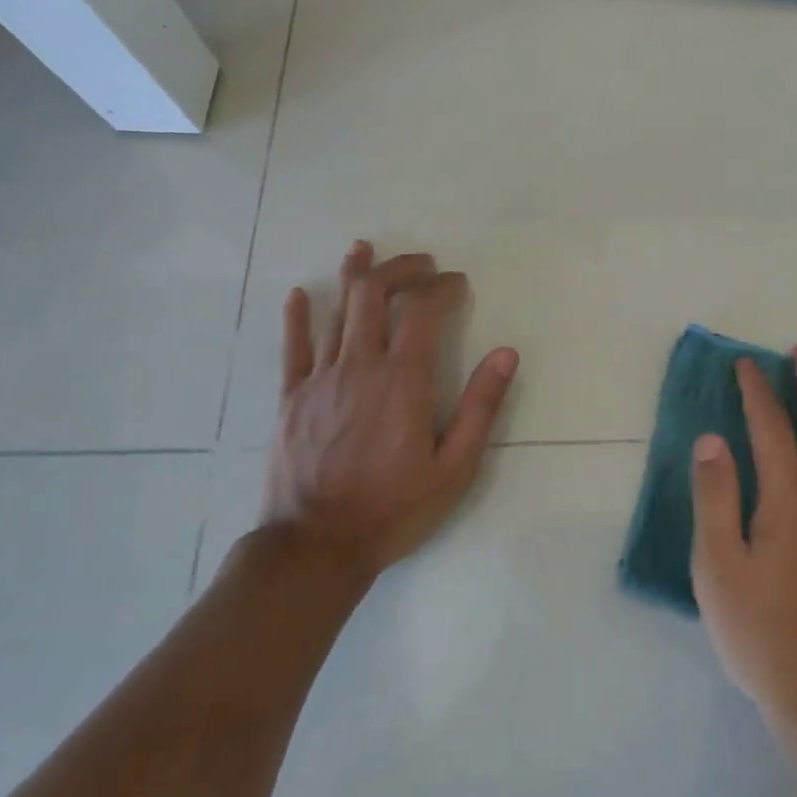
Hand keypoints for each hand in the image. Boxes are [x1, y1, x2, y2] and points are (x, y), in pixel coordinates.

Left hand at [261, 241, 518, 581]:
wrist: (315, 548)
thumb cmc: (392, 509)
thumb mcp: (454, 467)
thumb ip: (480, 407)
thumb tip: (506, 354)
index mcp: (402, 380)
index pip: (423, 311)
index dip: (443, 288)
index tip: (459, 283)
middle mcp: (359, 366)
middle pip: (373, 294)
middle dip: (400, 268)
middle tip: (422, 263)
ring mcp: (319, 379)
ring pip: (335, 310)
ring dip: (354, 275)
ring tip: (365, 249)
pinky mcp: (290, 397)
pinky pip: (293, 347)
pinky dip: (298, 316)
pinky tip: (300, 293)